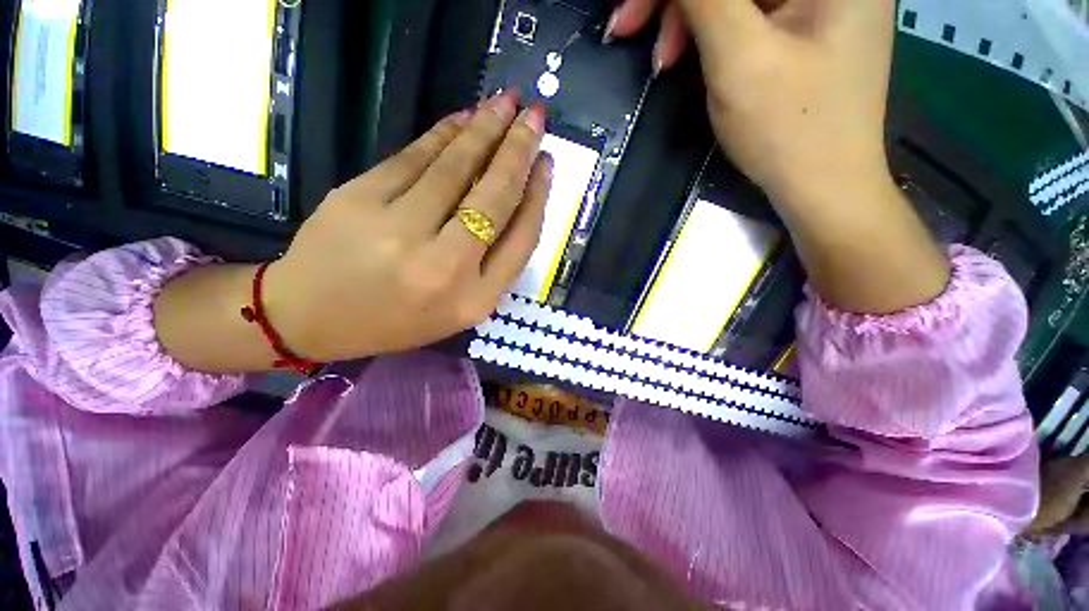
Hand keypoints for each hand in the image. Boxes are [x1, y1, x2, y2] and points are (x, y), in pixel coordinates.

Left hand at [264, 93, 551, 361]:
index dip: (538, 195)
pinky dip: (441, 134)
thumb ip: (494, 264)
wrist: (315, 317)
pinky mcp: (359, 198)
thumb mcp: (460, 309)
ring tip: (506, 103)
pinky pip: (413, 157)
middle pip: (494, 198)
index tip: (546, 163)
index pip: (521, 238)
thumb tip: (519, 201)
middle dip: (519, 150)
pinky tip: (462, 118)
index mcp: (474, 300)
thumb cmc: (399, 319)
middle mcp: (445, 267)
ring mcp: (399, 231)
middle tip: (535, 116)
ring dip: (484, 130)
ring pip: (455, 168)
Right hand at [609, 0, 895, 204]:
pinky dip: (707, 31)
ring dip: (686, 18)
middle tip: (627, 26)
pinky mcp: (799, 26)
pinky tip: (684, 57)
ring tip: (661, 62)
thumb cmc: (789, 128)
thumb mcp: (739, 57)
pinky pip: (743, 12)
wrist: (821, 186)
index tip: (631, 8)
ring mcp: (815, 1)